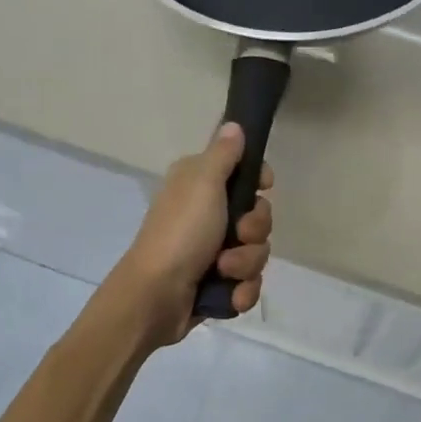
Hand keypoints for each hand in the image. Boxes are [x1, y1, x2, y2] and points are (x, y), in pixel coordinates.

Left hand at [111, 123, 274, 345]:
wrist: (156, 297)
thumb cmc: (180, 233)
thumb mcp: (203, 184)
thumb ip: (223, 154)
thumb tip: (233, 124)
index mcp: (199, 185)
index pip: (244, 173)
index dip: (259, 181)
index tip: (264, 185)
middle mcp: (206, 215)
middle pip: (258, 216)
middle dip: (254, 231)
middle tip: (236, 234)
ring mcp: (212, 252)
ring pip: (256, 252)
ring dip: (245, 264)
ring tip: (223, 271)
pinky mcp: (217, 284)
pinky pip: (248, 283)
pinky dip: (241, 291)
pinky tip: (228, 295)